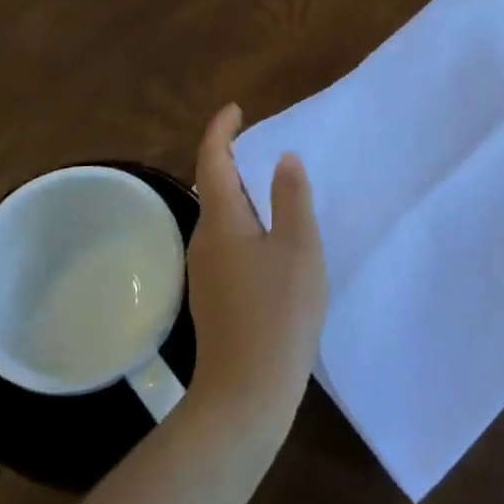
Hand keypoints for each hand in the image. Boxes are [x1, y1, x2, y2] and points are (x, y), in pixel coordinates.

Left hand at [184, 104, 327, 449]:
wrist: (246, 393)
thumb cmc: (278, 313)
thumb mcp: (298, 247)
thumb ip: (291, 198)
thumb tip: (283, 159)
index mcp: (221, 220)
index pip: (212, 159)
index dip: (221, 130)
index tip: (236, 109)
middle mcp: (204, 239)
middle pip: (214, 186)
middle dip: (234, 161)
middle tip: (265, 147)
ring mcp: (205, 271)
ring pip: (221, 217)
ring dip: (242, 195)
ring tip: (274, 190)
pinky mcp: (215, 295)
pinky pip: (228, 242)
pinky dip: (246, 224)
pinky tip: (272, 242)